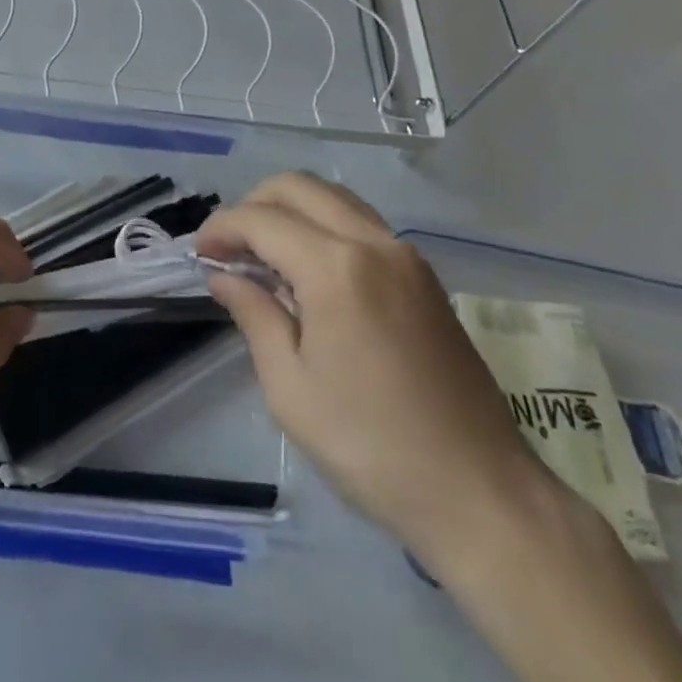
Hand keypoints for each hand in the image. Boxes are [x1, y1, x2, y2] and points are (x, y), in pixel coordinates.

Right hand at [196, 172, 550, 568]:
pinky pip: (360, 223)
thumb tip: (223, 275)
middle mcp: (373, 242)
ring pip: (333, 197)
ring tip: (265, 256)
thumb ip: (254, 315)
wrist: (481, 494)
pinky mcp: (423, 275)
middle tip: (229, 249)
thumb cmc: (371, 448)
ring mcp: (405, 255)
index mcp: (337, 268)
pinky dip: (323, 226)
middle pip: (298, 187)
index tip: (199, 255)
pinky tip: (309, 271)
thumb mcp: (290, 388)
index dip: (221, 229)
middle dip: (252, 205)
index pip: (261, 219)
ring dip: (290, 211)